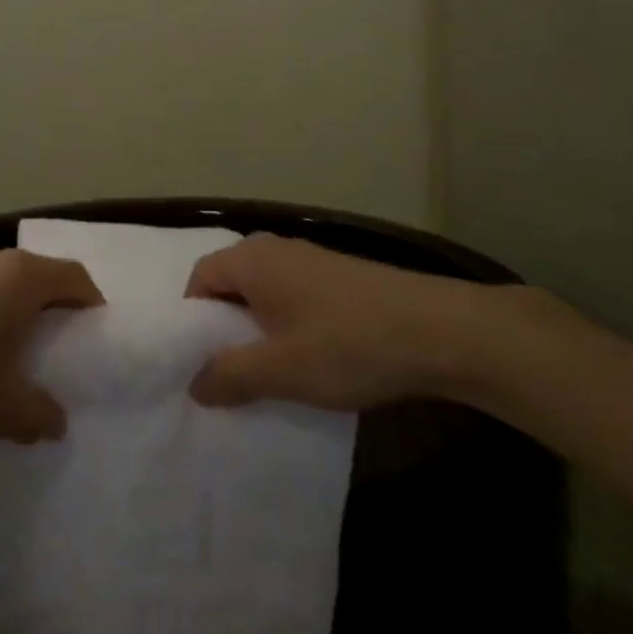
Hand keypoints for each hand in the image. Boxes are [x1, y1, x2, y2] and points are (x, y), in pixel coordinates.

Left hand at [0, 244, 102, 447]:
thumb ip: (37, 413)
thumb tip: (56, 421)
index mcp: (20, 276)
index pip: (75, 278)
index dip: (92, 306)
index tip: (96, 341)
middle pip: (39, 277)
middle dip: (53, 311)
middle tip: (60, 354)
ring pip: (3, 285)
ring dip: (15, 314)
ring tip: (16, 360)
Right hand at [183, 235, 512, 409]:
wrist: (440, 330)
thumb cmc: (347, 344)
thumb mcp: (280, 370)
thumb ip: (229, 376)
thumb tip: (194, 384)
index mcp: (251, 260)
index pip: (199, 279)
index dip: (193, 321)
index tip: (201, 362)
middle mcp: (275, 249)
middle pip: (231, 284)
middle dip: (226, 328)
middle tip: (231, 373)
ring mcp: (311, 260)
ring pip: (265, 293)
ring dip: (260, 330)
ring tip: (271, 374)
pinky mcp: (340, 277)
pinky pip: (295, 297)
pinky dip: (290, 325)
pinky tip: (312, 360)